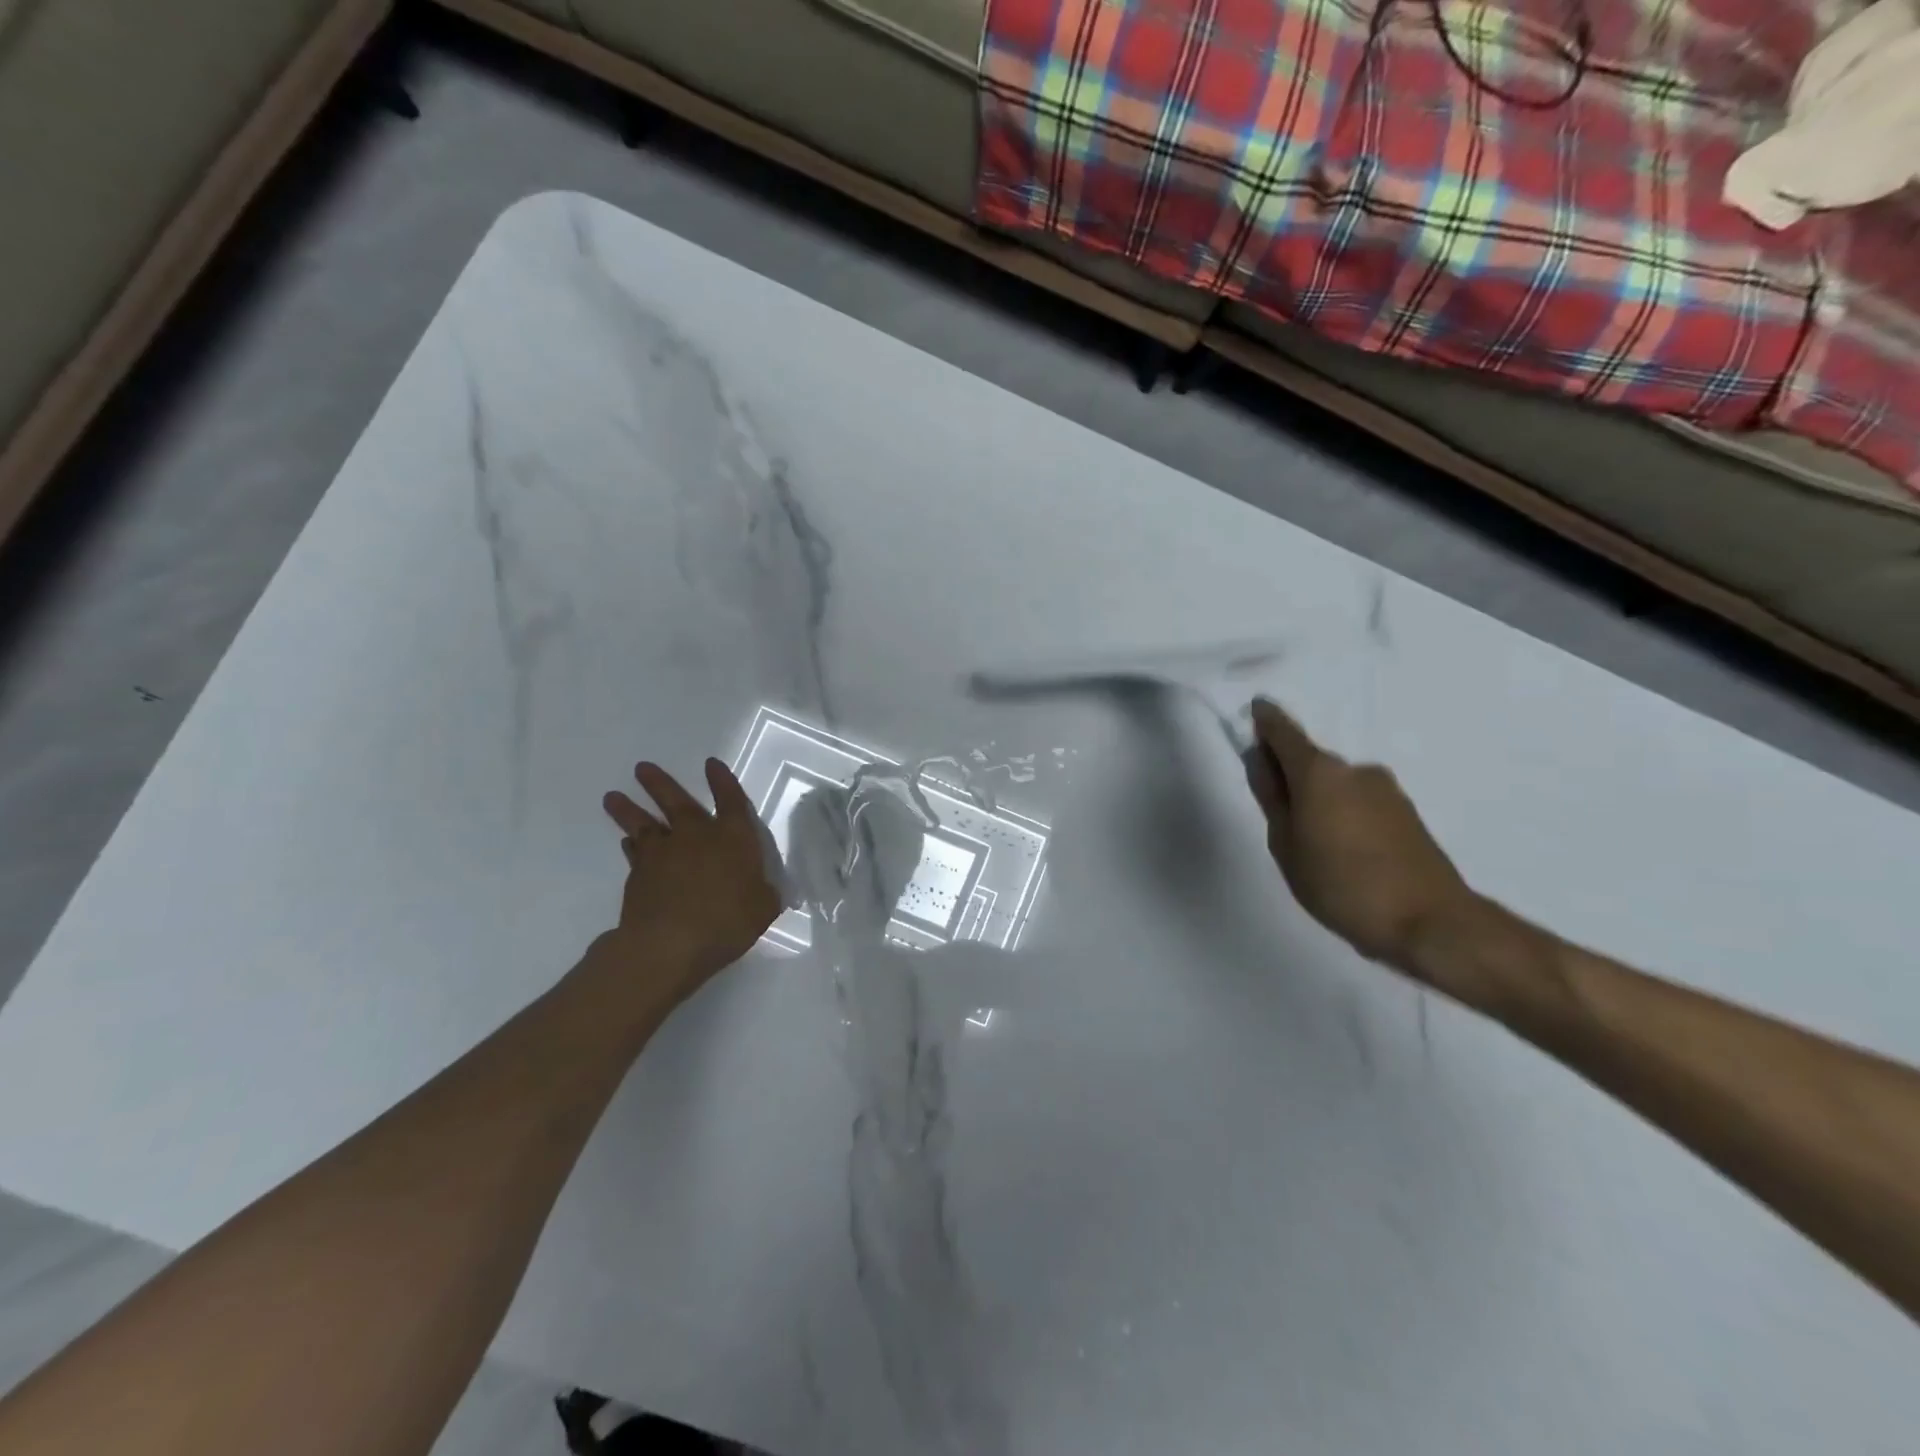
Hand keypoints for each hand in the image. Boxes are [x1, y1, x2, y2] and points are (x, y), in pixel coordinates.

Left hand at [597, 759, 781, 1008]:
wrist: (669, 943)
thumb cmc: (727, 921)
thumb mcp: (762, 909)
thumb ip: (762, 894)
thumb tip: (762, 890)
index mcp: (733, 837)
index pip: (731, 800)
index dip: (723, 781)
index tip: (711, 764)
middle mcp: (696, 836)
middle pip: (676, 801)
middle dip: (659, 783)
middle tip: (641, 768)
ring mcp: (662, 853)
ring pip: (643, 823)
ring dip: (628, 809)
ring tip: (612, 797)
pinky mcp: (638, 875)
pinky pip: (634, 852)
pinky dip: (631, 845)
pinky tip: (627, 842)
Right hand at [1243, 697, 1474, 973]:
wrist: (1431, 923)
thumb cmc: (1341, 884)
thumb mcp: (1286, 845)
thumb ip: (1271, 798)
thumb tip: (1261, 760)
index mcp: (1319, 772)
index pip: (1283, 731)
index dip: (1265, 721)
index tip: (1253, 713)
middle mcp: (1354, 769)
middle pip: (1311, 761)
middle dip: (1290, 775)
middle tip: (1276, 811)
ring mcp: (1386, 790)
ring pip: (1337, 784)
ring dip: (1319, 799)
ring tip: (1312, 844)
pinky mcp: (1407, 814)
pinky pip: (1359, 802)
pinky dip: (1343, 814)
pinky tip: (1343, 852)